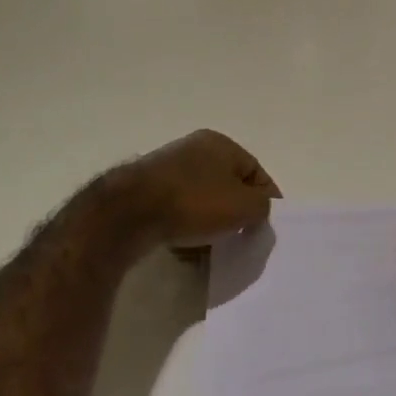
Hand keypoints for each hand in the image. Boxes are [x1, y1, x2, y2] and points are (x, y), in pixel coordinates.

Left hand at [119, 129, 279, 250]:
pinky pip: (177, 212)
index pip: (255, 171)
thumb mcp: (244, 206)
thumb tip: (259, 211)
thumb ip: (262, 207)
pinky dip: (187, 229)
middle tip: (242, 239)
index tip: (267, 227)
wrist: (129, 214)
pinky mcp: (146, 192)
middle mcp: (193, 149)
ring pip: (201, 200)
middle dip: (236, 214)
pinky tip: (188, 251)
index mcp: (220, 144)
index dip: (266, 199)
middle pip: (227, 185)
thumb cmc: (194, 202)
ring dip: (211, 224)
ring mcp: (167, 169)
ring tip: (214, 250)